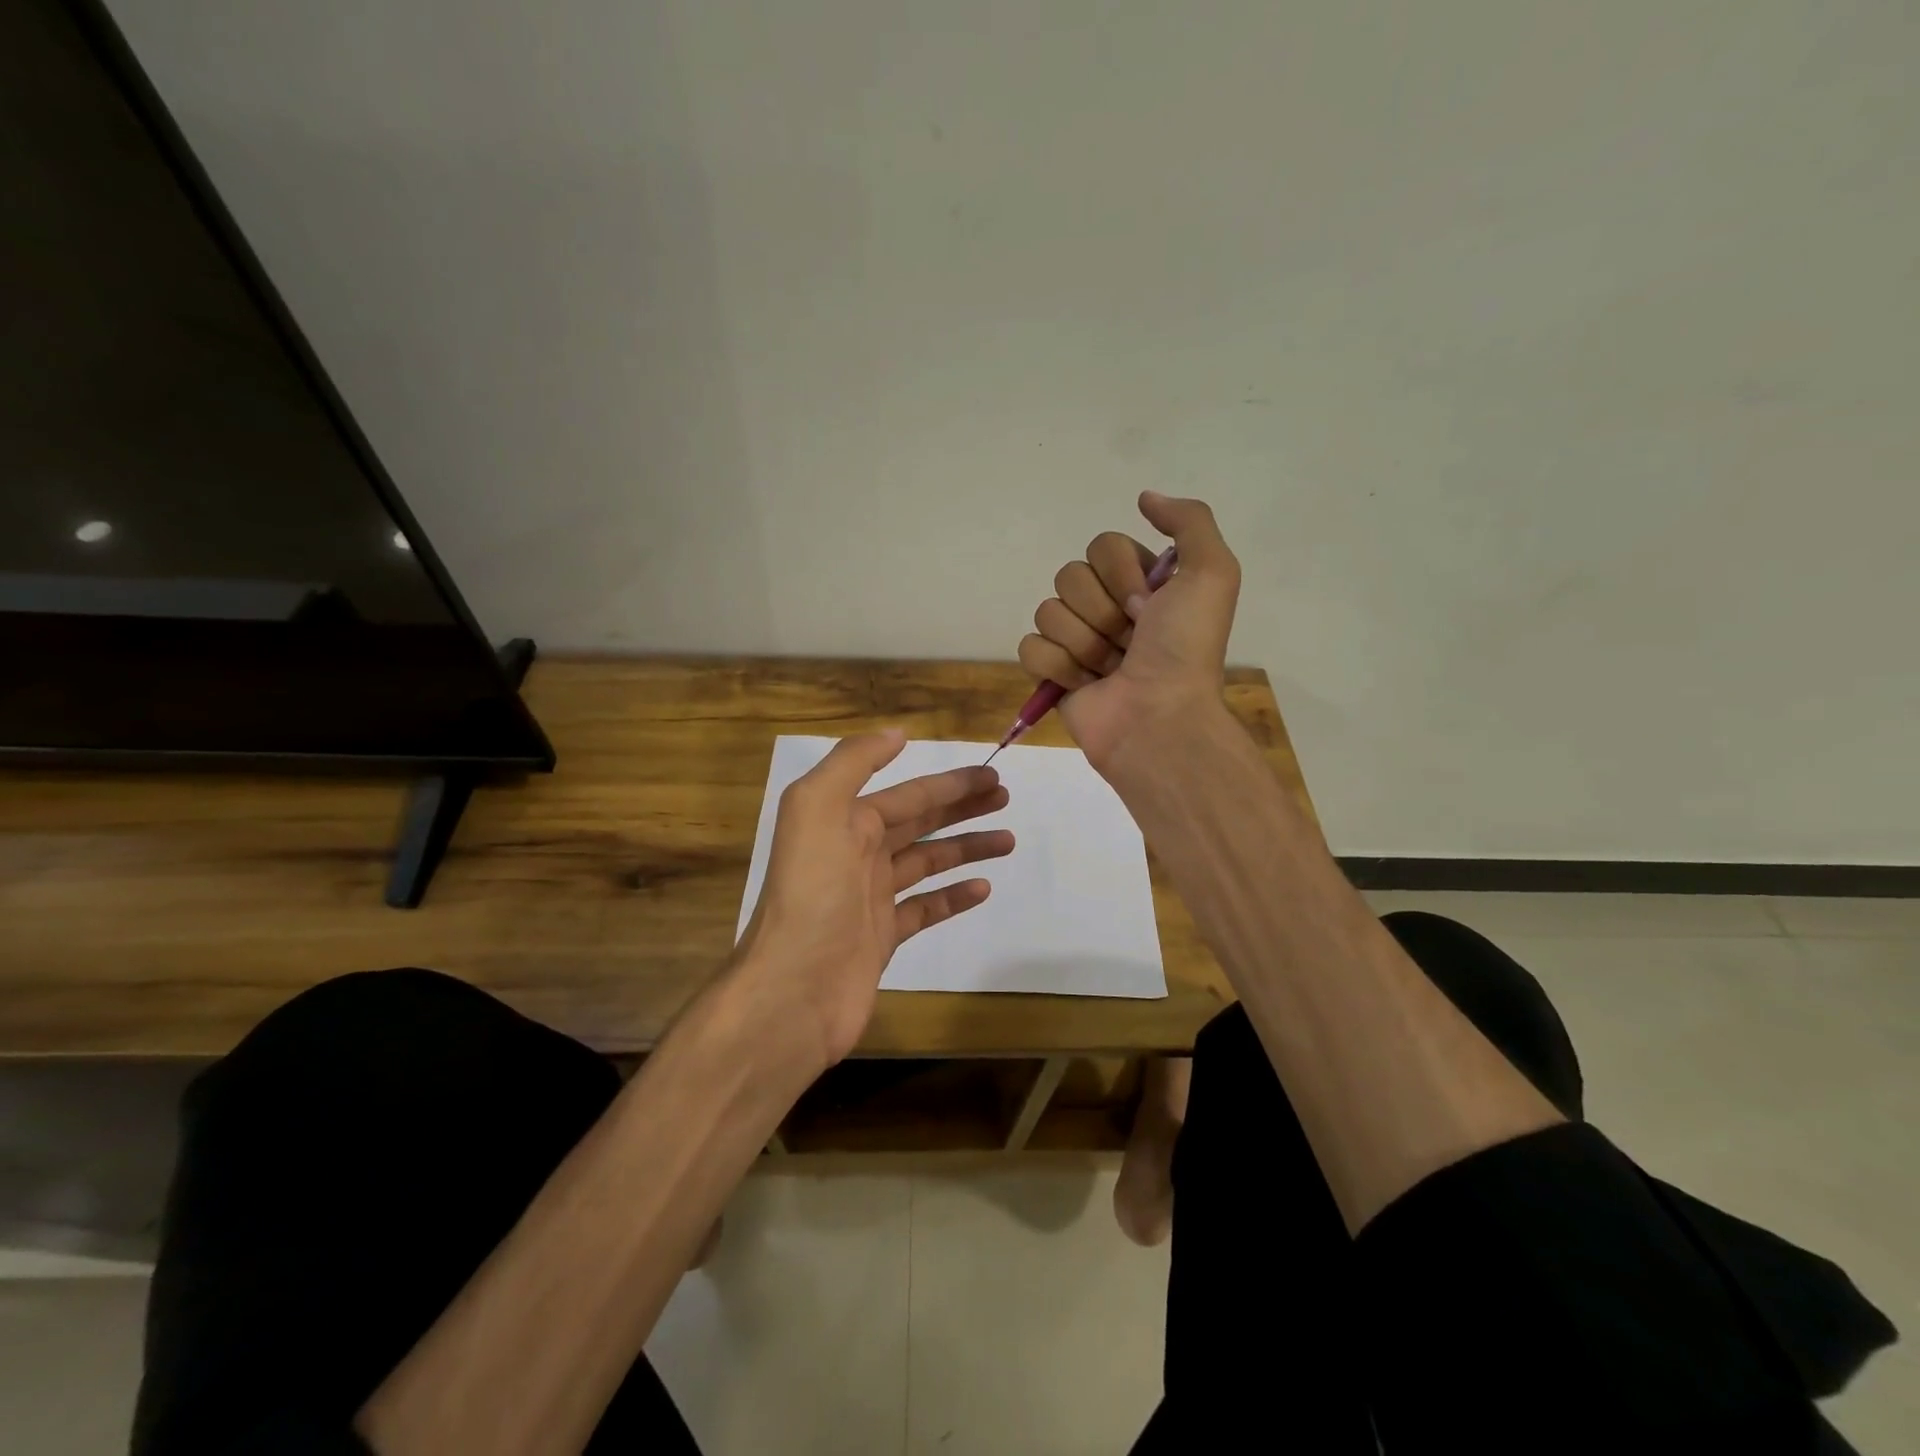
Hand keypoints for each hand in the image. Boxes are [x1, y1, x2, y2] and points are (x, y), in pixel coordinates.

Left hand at [733, 729, 1013, 1067]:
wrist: (793, 988)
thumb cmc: (811, 893)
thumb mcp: (817, 807)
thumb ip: (853, 762)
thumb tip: (896, 734)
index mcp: (843, 821)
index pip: (908, 793)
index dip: (949, 782)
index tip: (991, 775)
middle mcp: (856, 853)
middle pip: (919, 821)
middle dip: (961, 807)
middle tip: (1005, 798)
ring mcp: (870, 897)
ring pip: (927, 862)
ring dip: (966, 847)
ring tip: (1008, 841)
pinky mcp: (882, 936)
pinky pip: (925, 908)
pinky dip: (953, 896)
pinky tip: (983, 888)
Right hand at [1018, 490, 1240, 773]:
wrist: (1158, 718)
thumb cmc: (1185, 649)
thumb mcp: (1212, 574)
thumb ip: (1189, 522)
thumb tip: (1145, 498)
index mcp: (1140, 583)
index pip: (1101, 546)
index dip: (1121, 574)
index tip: (1147, 606)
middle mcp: (1107, 607)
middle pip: (1069, 576)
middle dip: (1101, 612)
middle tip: (1130, 641)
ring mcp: (1076, 640)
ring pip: (1047, 611)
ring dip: (1083, 643)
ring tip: (1110, 669)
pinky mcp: (1052, 673)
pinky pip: (1029, 646)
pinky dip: (1056, 666)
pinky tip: (1085, 684)